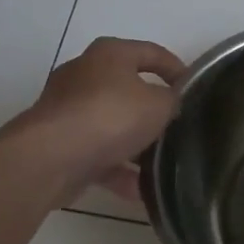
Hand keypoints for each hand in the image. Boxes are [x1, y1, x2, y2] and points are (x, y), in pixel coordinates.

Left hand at [0, 37, 184, 202]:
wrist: (49, 157)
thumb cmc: (110, 116)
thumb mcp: (159, 105)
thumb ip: (172, 100)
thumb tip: (171, 103)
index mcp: (110, 55)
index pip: (152, 53)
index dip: (176, 69)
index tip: (194, 89)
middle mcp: (84, 74)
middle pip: (128, 89)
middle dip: (152, 110)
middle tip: (177, 126)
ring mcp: (67, 109)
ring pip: (111, 124)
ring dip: (135, 145)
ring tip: (161, 164)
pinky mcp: (57, 141)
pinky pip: (96, 153)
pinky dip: (117, 170)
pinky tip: (139, 191)